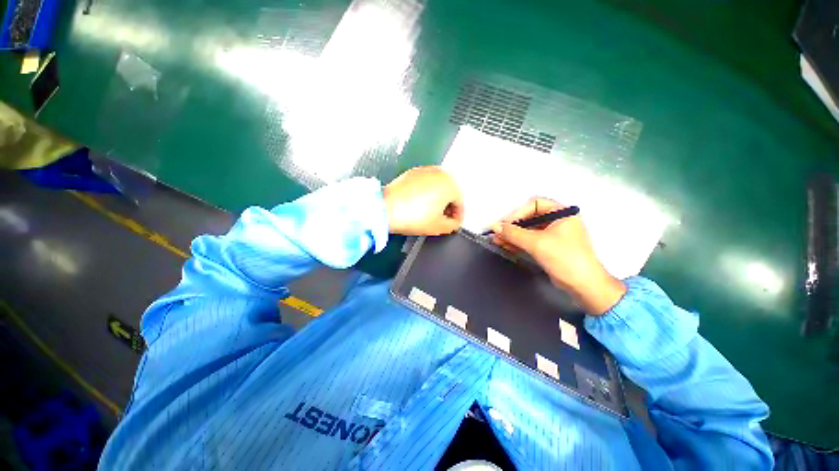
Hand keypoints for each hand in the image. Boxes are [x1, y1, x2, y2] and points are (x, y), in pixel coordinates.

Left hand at [383, 167, 463, 235]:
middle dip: (448, 207)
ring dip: (438, 199)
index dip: (458, 217)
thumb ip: (453, 225)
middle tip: (443, 219)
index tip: (454, 224)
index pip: (460, 203)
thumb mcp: (439, 226)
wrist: (386, 208)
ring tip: (431, 213)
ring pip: (438, 187)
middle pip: (450, 192)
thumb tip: (454, 222)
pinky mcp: (412, 173)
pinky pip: (425, 184)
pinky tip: (419, 204)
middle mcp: (439, 173)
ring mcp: (424, 171)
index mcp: (450, 184)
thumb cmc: (412, 216)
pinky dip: (426, 193)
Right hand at [491, 198, 625, 314]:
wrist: (583, 286)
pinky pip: (530, 240)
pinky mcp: (548, 247)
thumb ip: (514, 233)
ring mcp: (553, 235)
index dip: (517, 213)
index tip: (504, 224)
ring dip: (512, 235)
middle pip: (530, 217)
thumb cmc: (564, 258)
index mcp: (562, 213)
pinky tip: (504, 244)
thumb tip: (494, 226)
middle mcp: (558, 221)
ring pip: (528, 230)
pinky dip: (517, 242)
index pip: (534, 204)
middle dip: (512, 226)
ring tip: (496, 240)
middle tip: (497, 233)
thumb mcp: (537, 243)